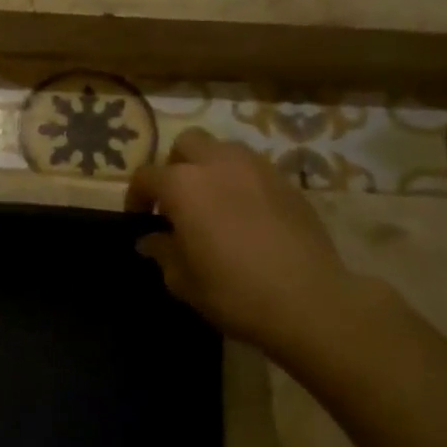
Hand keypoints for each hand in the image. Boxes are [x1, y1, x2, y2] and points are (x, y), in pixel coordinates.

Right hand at [127, 129, 363, 354]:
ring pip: (224, 149)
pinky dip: (241, 182)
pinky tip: (246, 214)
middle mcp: (218, 164)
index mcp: (184, 185)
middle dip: (175, 166)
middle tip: (177, 201)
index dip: (137, 197)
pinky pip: (254, 170)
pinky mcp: (288, 183)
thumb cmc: (233, 291)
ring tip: (213, 202)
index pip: (147, 176)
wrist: (309, 302)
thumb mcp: (183, 279)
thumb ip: (163, 251)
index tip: (139, 219)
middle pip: (187, 144)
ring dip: (210, 168)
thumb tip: (151, 240)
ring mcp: (258, 169)